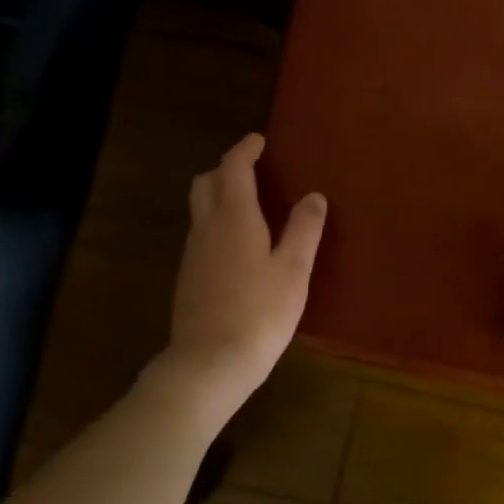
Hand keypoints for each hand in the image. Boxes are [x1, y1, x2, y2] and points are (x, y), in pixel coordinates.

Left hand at [155, 134, 326, 409]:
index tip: (259, 140)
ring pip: (200, 210)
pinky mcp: (189, 278)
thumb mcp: (294, 269)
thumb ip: (304, 229)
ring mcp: (193, 254)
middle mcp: (207, 228)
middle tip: (251, 170)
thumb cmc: (261, 311)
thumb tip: (313, 196)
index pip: (233, 169)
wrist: (210, 362)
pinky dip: (217, 224)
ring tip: (250, 205)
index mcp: (234, 218)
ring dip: (220, 196)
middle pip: (205, 183)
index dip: (244, 150)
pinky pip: (201, 235)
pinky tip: (239, 246)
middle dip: (225, 169)